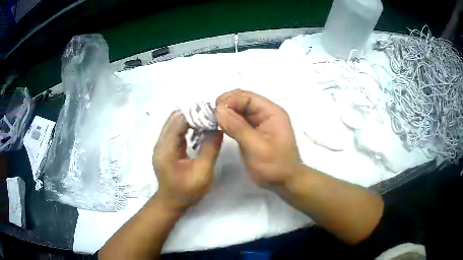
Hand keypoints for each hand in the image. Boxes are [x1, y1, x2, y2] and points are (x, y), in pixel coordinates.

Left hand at [152, 112, 222, 210]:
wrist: (172, 202)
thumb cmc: (187, 191)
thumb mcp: (203, 172)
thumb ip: (210, 149)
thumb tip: (218, 128)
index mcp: (166, 149)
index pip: (178, 121)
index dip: (194, 114)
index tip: (212, 112)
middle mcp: (160, 143)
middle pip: (174, 119)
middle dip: (193, 114)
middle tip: (211, 115)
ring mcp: (161, 145)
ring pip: (174, 123)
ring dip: (190, 119)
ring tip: (207, 120)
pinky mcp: (165, 148)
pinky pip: (175, 131)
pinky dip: (187, 127)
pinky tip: (199, 129)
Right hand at [215, 89, 300, 184]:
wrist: (284, 181)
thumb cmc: (274, 165)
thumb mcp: (256, 147)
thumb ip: (237, 127)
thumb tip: (218, 109)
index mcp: (272, 112)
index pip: (248, 97)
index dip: (230, 100)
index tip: (214, 111)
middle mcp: (267, 113)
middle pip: (243, 100)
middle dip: (226, 104)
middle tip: (211, 115)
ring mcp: (261, 122)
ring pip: (240, 109)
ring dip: (226, 112)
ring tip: (212, 119)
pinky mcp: (254, 131)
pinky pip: (240, 120)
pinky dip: (229, 121)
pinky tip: (220, 125)